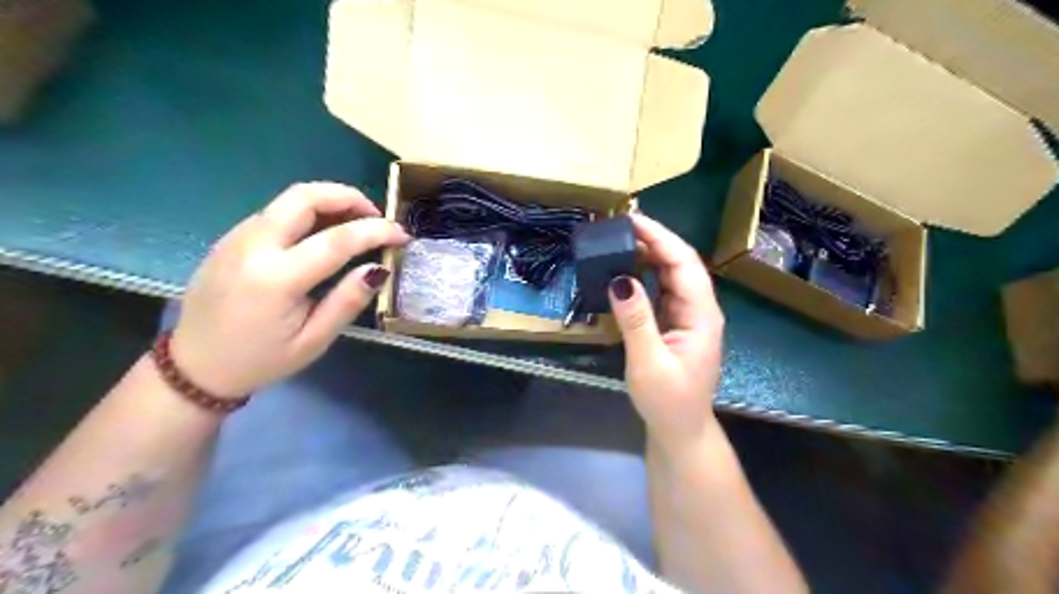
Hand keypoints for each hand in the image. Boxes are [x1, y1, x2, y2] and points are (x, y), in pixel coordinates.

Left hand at [169, 184, 407, 396]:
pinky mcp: (230, 239)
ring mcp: (236, 238)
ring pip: (288, 199)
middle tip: (375, 216)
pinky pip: (275, 212)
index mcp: (276, 279)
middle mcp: (252, 247)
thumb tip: (378, 269)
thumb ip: (347, 302)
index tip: (402, 235)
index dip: (376, 231)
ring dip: (328, 202)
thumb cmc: (260, 360)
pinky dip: (307, 213)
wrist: (193, 368)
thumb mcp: (313, 342)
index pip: (337, 239)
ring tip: (355, 224)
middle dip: (348, 197)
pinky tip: (322, 234)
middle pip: (304, 196)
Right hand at [608, 214, 723, 454]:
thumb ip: (636, 320)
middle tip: (620, 226)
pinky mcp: (677, 323)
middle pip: (681, 263)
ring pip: (673, 274)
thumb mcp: (648, 362)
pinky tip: (629, 269)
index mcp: (701, 315)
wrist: (680, 430)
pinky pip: (664, 289)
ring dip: (650, 254)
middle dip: (654, 240)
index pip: (684, 264)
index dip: (660, 238)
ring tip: (621, 240)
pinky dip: (647, 274)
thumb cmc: (668, 401)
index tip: (632, 221)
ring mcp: (689, 315)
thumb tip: (619, 279)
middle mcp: (699, 309)